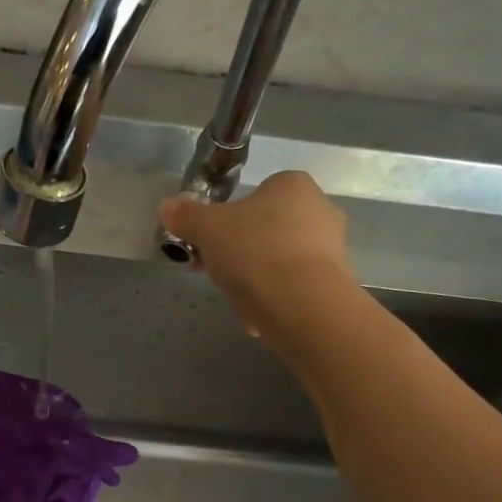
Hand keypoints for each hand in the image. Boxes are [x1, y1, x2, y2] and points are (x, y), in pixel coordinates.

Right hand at [158, 171, 355, 336]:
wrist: (302, 305)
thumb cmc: (254, 251)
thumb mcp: (207, 229)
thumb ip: (186, 216)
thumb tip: (167, 207)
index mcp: (292, 185)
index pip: (255, 195)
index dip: (227, 220)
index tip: (209, 244)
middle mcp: (320, 209)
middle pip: (266, 230)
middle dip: (240, 253)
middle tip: (218, 273)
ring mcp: (332, 248)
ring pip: (279, 261)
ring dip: (256, 279)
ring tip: (238, 299)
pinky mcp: (334, 284)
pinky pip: (293, 288)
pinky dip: (273, 299)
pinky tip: (258, 317)